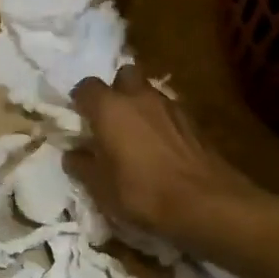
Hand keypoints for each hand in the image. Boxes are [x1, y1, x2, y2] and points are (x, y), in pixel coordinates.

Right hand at [65, 66, 256, 243]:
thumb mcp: (100, 187)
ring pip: (148, 92)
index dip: (80, 101)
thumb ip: (82, 165)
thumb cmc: (142, 192)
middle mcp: (139, 96)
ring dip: (139, 105)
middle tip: (109, 118)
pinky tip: (158, 147)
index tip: (78, 118)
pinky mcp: (193, 121)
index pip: (86, 87)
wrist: (205, 201)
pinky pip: (167, 111)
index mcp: (110, 108)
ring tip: (134, 135)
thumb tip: (73, 154)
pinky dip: (159, 121)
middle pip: (124, 76)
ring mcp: (170, 105)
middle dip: (115, 90)